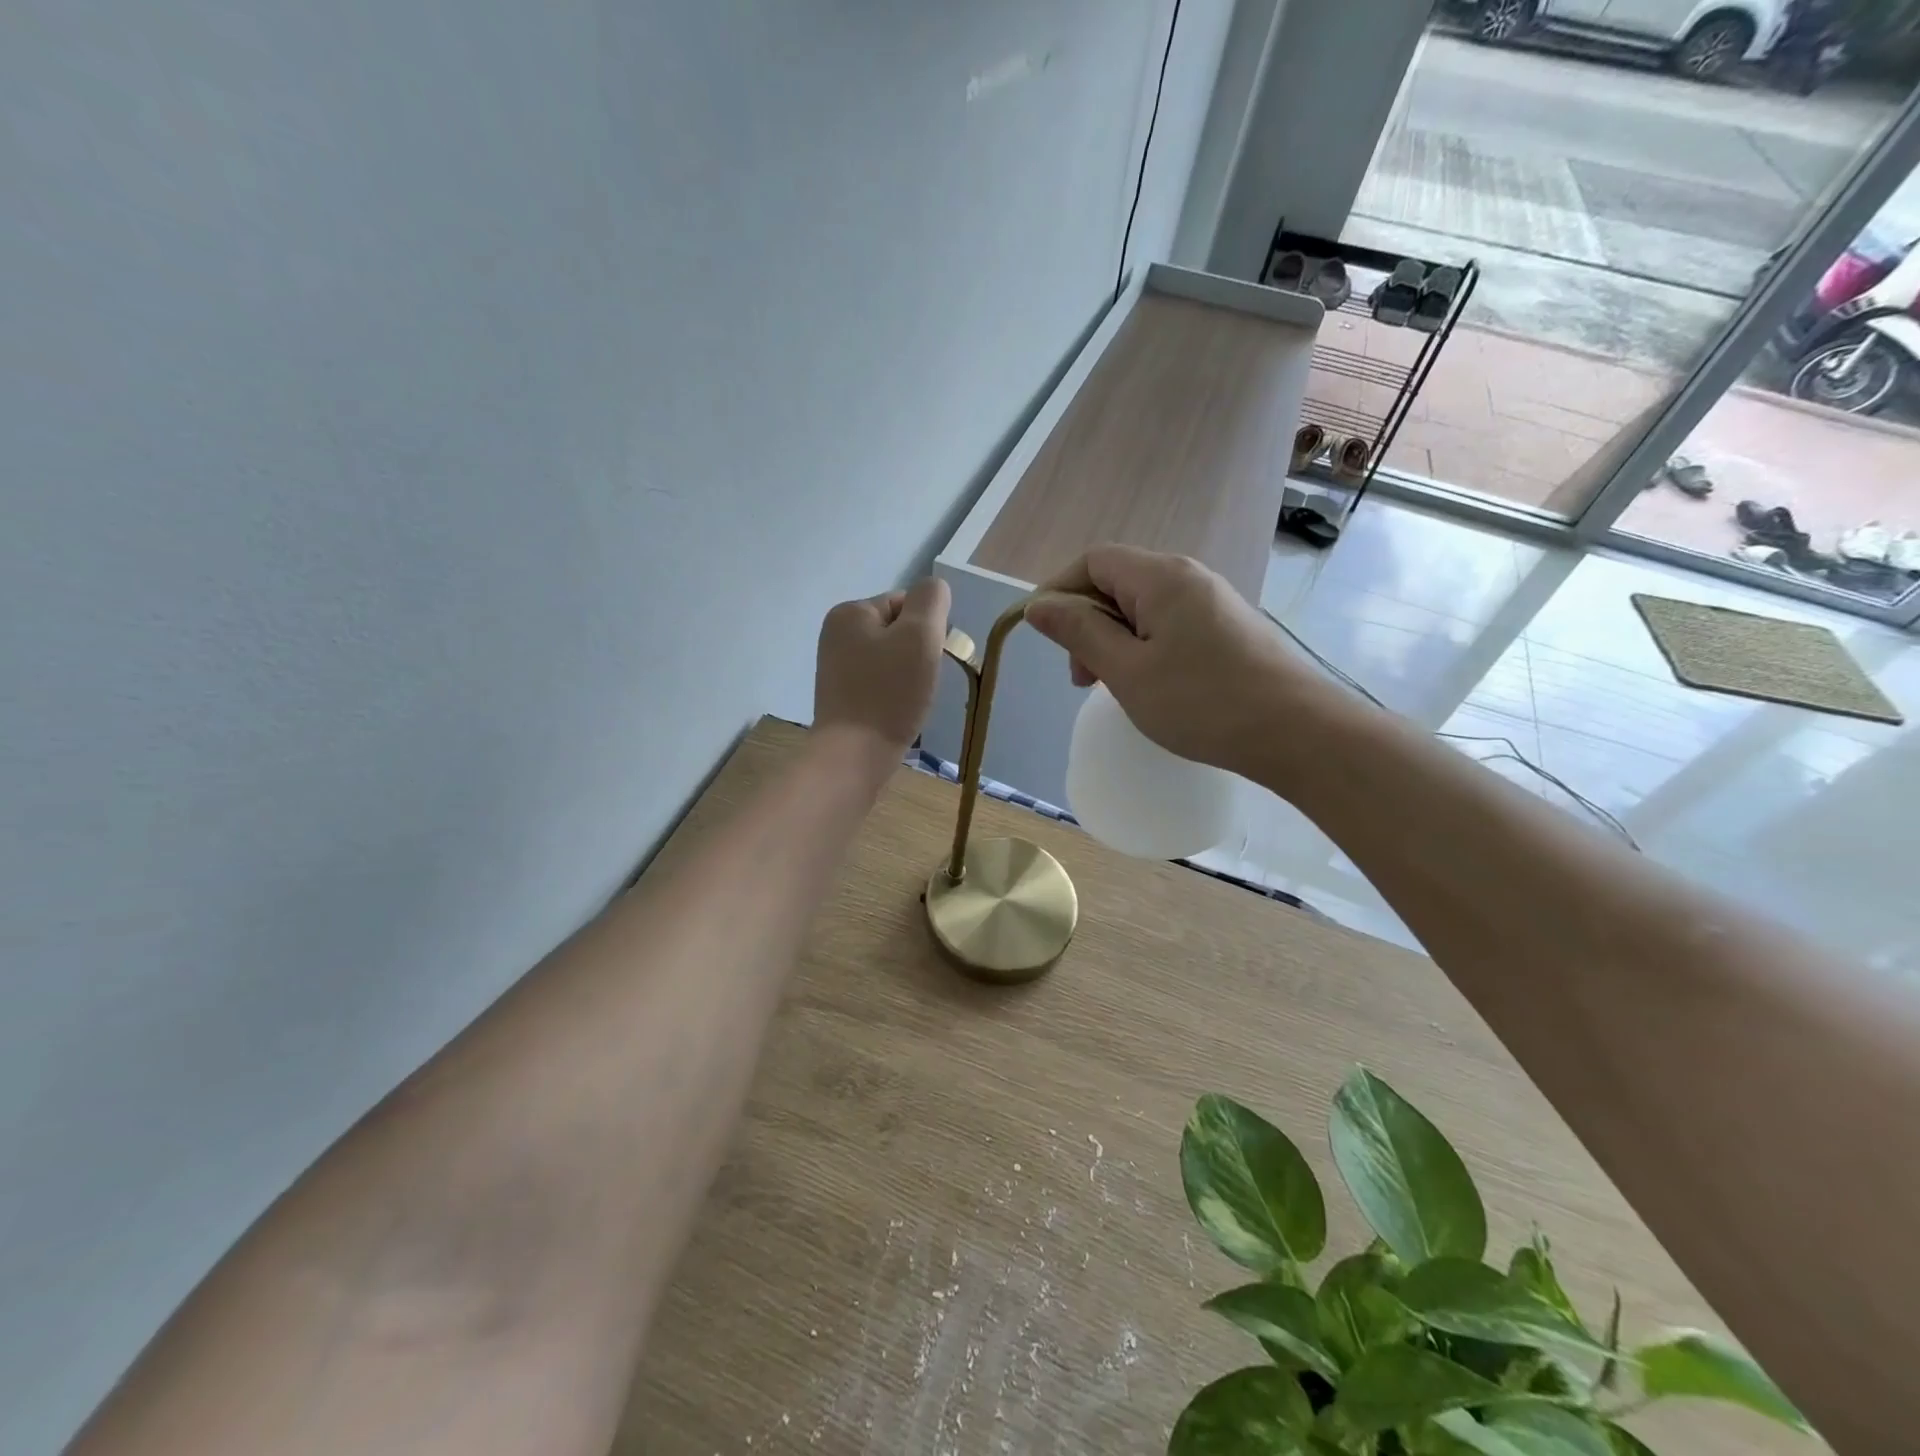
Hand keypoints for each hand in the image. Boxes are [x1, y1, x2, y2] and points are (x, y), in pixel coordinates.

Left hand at [813, 577, 951, 766]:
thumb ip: (931, 601)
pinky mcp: (842, 696)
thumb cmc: (889, 693)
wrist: (854, 755)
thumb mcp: (920, 635)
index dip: (929, 629)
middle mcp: (836, 634)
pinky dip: (894, 694)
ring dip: (909, 675)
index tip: (930, 659)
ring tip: (910, 700)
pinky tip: (897, 712)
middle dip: (918, 653)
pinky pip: (880, 683)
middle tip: (922, 682)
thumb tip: (934, 590)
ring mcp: (836, 667)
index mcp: (850, 612)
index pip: (907, 603)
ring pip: (892, 659)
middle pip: (899, 631)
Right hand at [1026, 545, 1332, 774]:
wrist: (1298, 733)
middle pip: (1118, 582)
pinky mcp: (1228, 629)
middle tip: (1083, 679)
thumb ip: (1079, 633)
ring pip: (1143, 608)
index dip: (1060, 591)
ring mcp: (1213, 602)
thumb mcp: (1127, 671)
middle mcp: (1189, 577)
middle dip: (1087, 623)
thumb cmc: (1203, 702)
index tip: (1047, 639)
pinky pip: (1170, 625)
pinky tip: (1151, 687)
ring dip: (1115, 641)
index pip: (1094, 561)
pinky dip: (1145, 649)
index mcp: (1161, 577)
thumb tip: (1039, 604)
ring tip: (1113, 687)